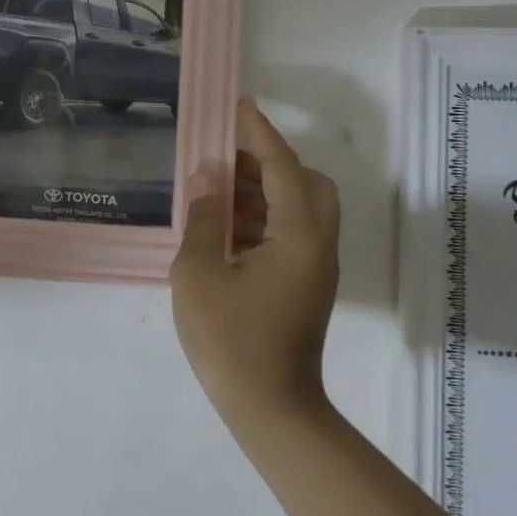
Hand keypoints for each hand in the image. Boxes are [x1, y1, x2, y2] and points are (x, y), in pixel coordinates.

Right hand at [171, 99, 340, 426]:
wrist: (270, 409)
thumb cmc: (230, 340)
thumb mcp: (199, 273)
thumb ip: (204, 217)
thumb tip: (208, 176)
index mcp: (298, 235)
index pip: (282, 167)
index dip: (260, 133)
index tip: (239, 106)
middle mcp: (317, 243)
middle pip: (307, 183)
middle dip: (268, 161)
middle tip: (225, 158)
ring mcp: (315, 266)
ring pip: (301, 207)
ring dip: (264, 190)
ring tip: (216, 189)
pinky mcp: (306, 283)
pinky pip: (292, 231)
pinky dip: (264, 216)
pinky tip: (225, 226)